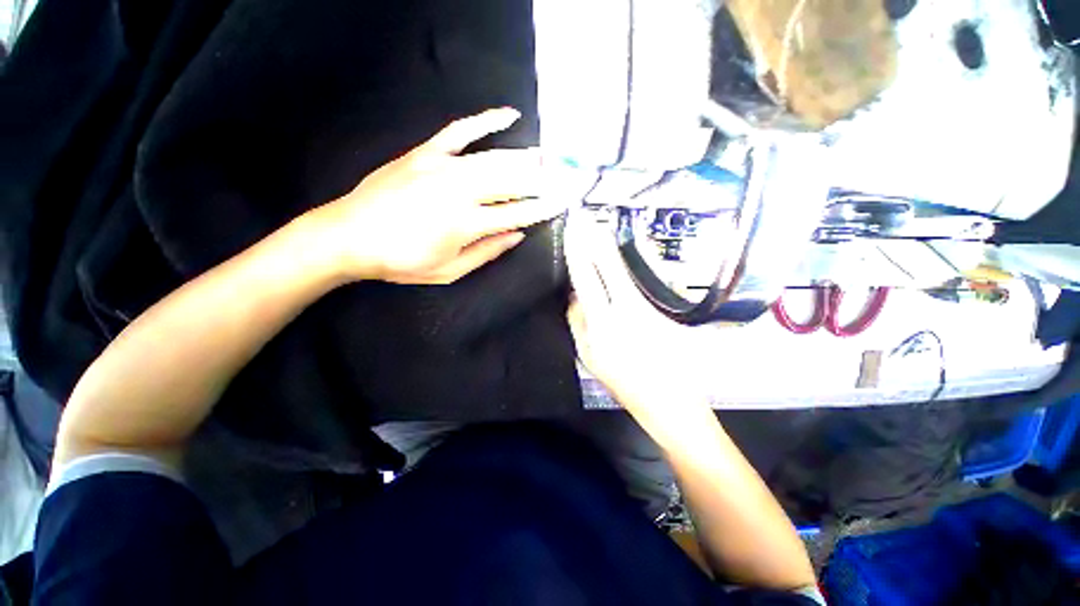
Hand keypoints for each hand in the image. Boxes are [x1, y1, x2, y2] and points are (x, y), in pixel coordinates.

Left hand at [312, 108, 565, 284]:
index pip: (517, 213)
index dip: (542, 208)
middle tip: (566, 177)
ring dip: (526, 158)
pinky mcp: (426, 153)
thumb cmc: (401, 261)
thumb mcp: (449, 270)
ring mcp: (443, 166)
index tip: (562, 202)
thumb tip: (517, 235)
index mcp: (467, 223)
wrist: (349, 236)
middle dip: (542, 181)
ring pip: (495, 158)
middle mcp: (460, 190)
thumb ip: (487, 251)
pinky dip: (486, 121)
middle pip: (511, 182)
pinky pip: (460, 130)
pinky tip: (509, 115)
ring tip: (549, 158)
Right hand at [564, 212, 712, 422]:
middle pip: (610, 264)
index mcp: (605, 321)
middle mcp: (628, 306)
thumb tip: (574, 293)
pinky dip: (619, 268)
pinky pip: (632, 282)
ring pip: (623, 270)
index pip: (587, 277)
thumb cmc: (622, 382)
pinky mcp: (659, 307)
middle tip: (586, 216)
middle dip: (595, 238)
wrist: (668, 398)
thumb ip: (577, 321)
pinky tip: (612, 258)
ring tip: (595, 230)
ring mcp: (647, 305)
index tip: (573, 230)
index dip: (579, 252)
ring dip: (608, 249)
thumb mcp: (588, 355)